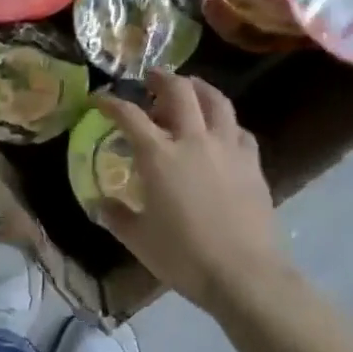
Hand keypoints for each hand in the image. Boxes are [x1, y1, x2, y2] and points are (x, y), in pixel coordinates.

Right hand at [96, 70, 292, 313]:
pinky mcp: (253, 162)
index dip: (111, 102)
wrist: (244, 273)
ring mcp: (228, 148)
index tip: (100, 99)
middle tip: (150, 78)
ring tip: (189, 89)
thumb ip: (116, 216)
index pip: (129, 115)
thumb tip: (99, 203)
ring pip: (216, 100)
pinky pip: (238, 129)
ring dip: (199, 87)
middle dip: (161, 78)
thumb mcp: (138, 239)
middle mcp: (193, 140)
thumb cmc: (184, 256)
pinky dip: (225, 122)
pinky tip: (221, 132)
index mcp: (159, 156)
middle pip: (179, 91)